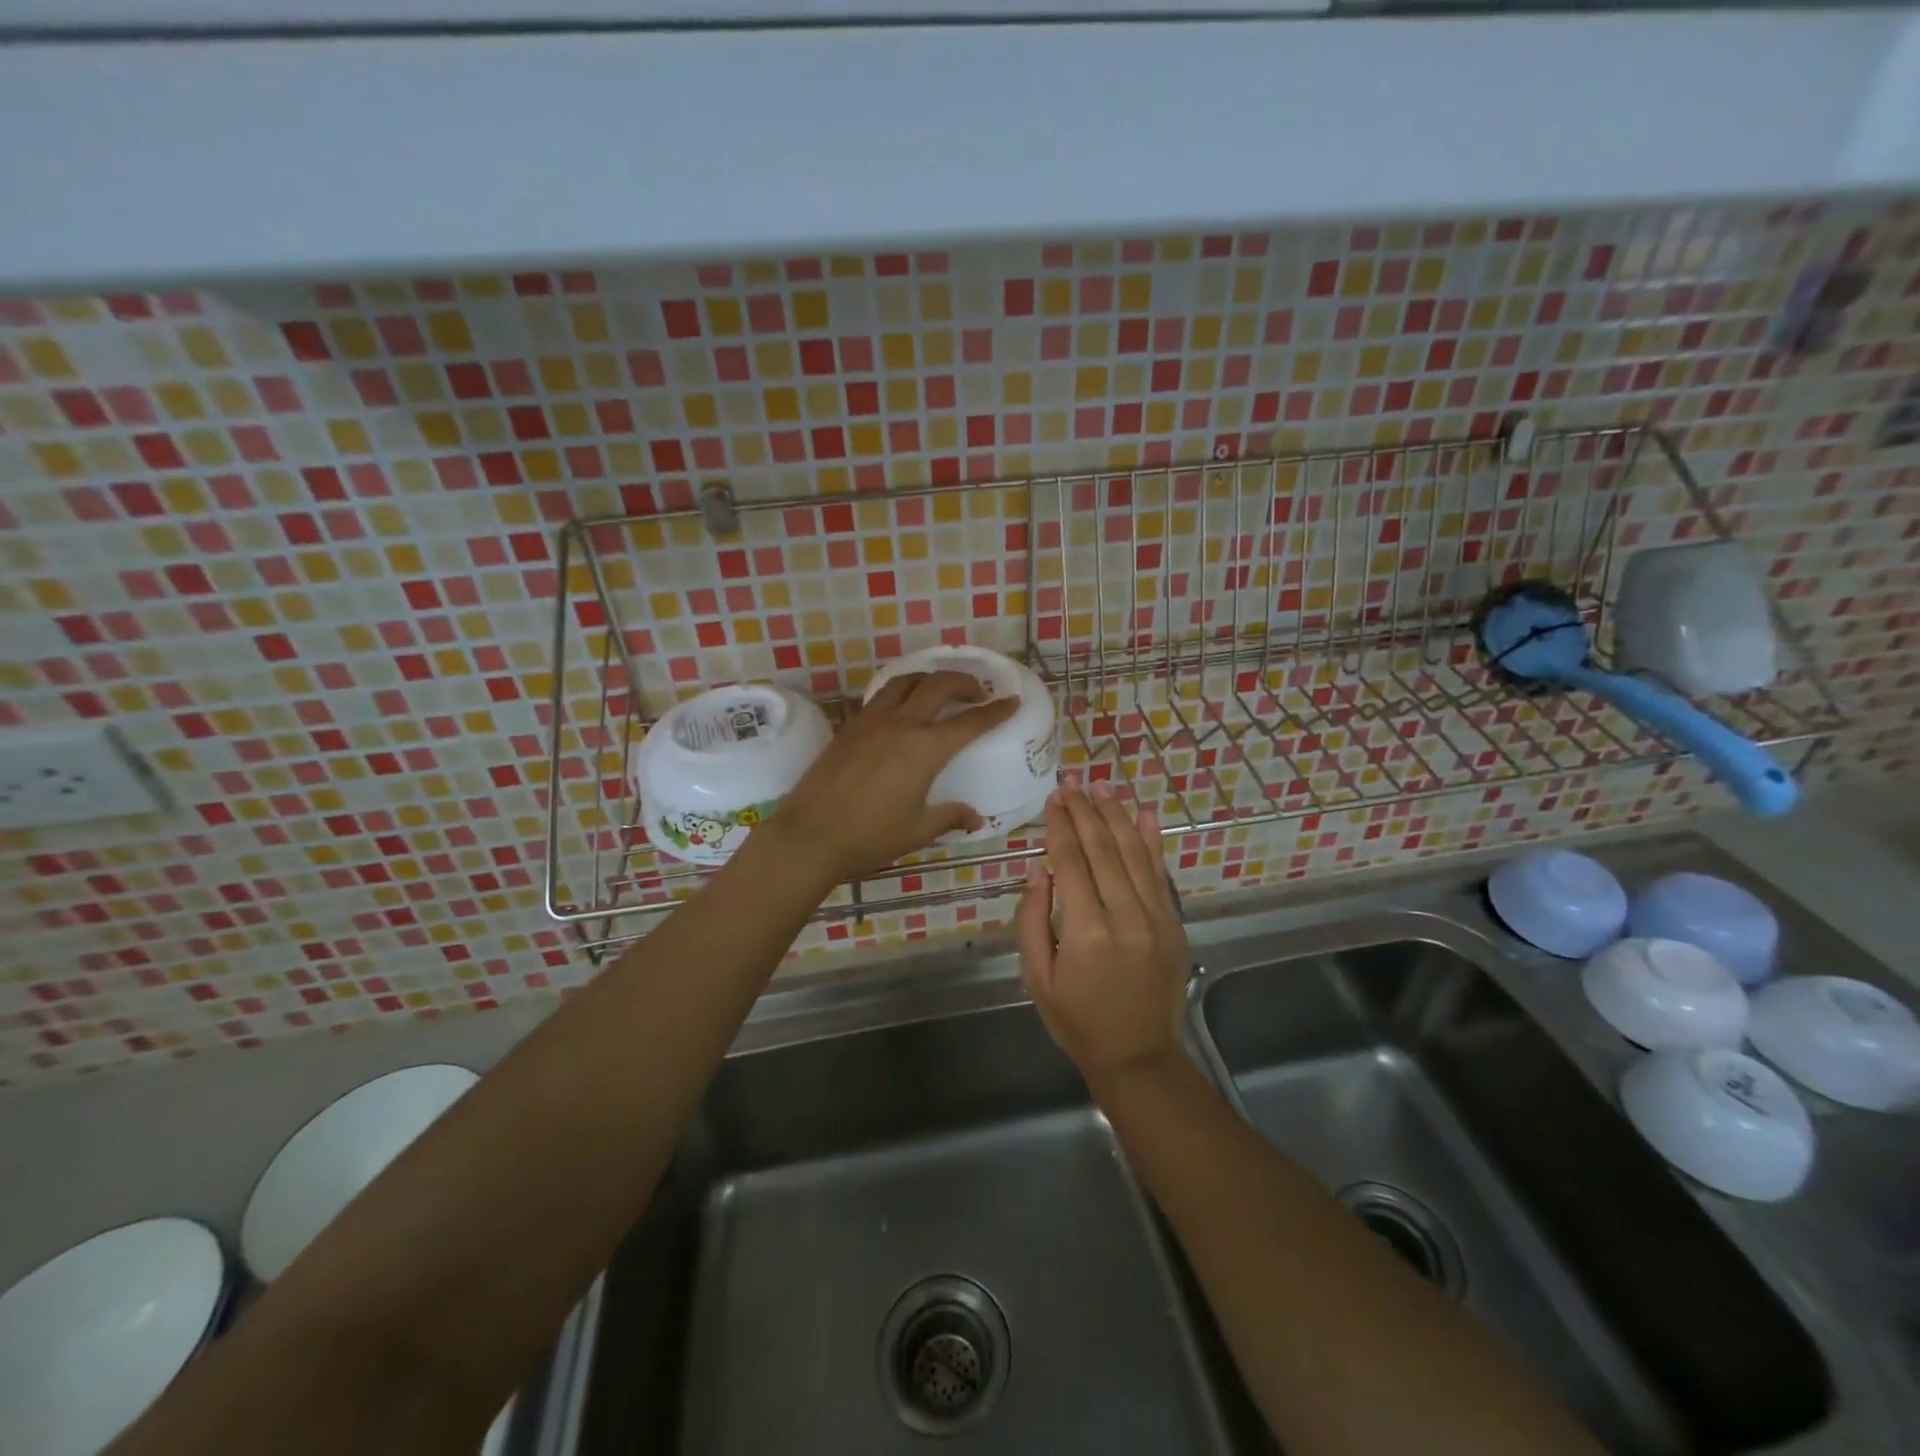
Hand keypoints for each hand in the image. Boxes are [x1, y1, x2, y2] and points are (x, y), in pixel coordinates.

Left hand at [771, 671, 1017, 880]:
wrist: (810, 835)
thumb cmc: (870, 837)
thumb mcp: (918, 830)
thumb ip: (950, 817)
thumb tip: (976, 818)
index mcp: (926, 749)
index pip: (970, 722)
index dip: (995, 711)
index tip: (1010, 701)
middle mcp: (901, 724)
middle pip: (939, 685)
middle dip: (964, 682)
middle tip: (977, 693)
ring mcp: (871, 720)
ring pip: (906, 681)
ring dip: (929, 679)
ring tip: (939, 691)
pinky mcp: (849, 726)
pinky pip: (881, 696)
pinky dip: (900, 692)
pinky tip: (901, 708)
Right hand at [1016, 777, 1188, 1081]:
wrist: (1138, 1056)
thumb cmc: (1076, 1020)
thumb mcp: (1037, 977)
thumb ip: (1033, 920)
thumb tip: (1038, 868)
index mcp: (1086, 932)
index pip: (1071, 862)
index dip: (1060, 826)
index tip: (1053, 797)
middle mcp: (1125, 916)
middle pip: (1102, 849)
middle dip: (1085, 810)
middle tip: (1071, 780)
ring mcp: (1156, 917)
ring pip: (1134, 853)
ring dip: (1116, 815)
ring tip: (1101, 784)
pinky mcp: (1174, 922)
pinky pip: (1160, 873)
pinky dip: (1153, 841)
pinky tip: (1144, 813)